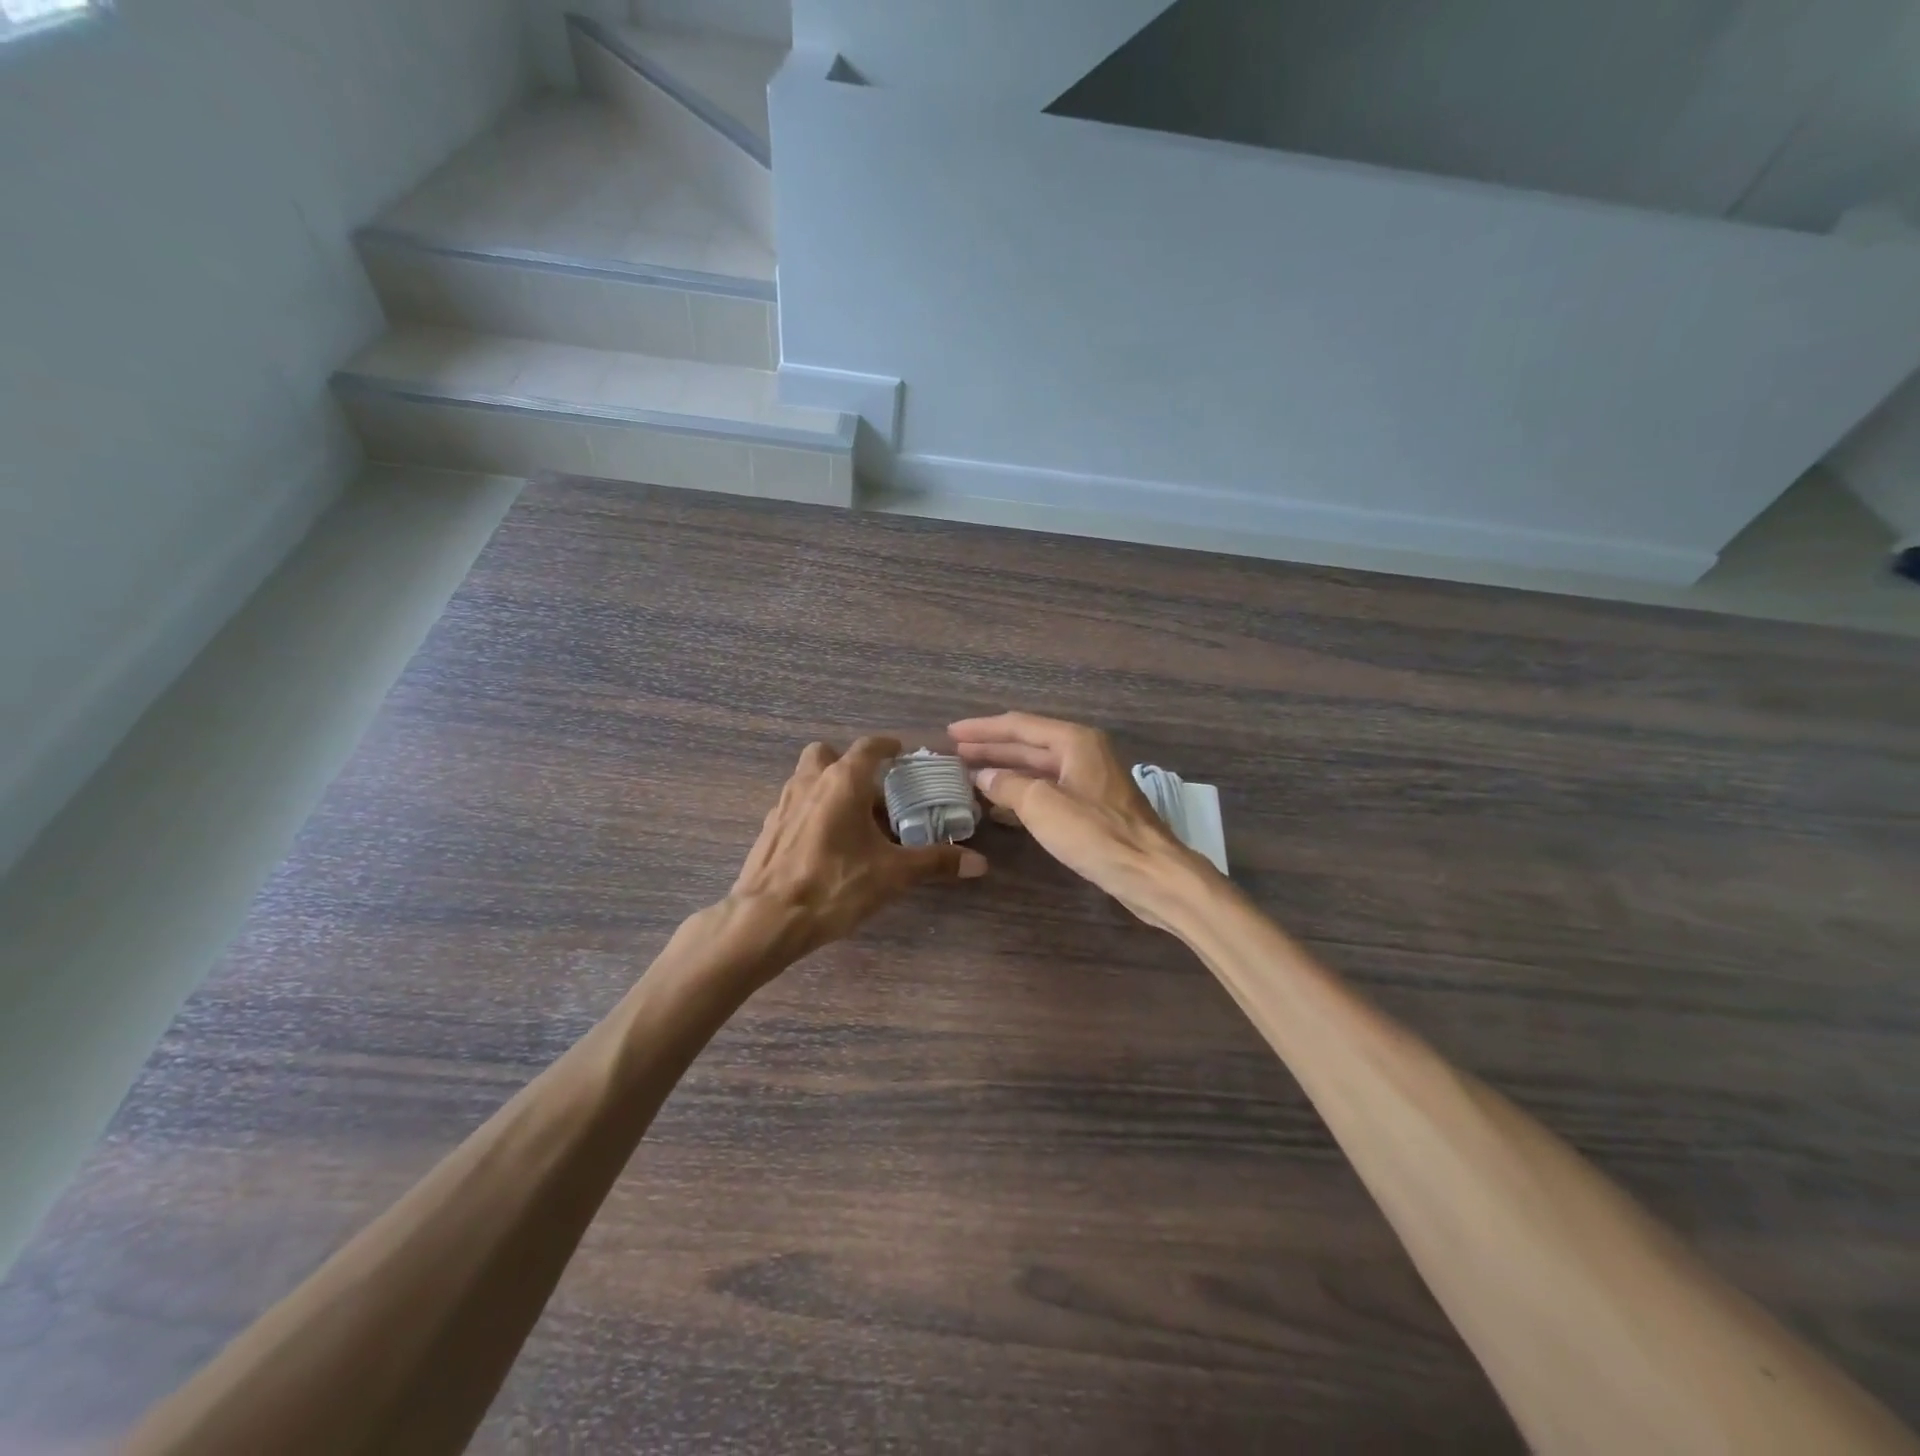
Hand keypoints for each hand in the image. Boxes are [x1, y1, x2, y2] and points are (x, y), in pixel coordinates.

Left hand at [728, 736, 987, 964]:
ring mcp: (784, 803)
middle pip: (828, 754)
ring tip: (853, 820)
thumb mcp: (892, 875)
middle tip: (872, 792)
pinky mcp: (769, 828)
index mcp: (843, 781)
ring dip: (829, 787)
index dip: (887, 746)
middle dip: (849, 764)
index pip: (868, 747)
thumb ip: (934, 862)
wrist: (767, 918)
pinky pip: (796, 805)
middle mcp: (810, 782)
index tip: (901, 753)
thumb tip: (979, 863)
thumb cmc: (834, 885)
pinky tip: (827, 844)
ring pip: (808, 778)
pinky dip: (813, 811)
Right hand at [948, 712, 1215, 928]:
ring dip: (1004, 771)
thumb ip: (1008, 785)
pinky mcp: (1093, 807)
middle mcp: (1084, 753)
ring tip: (969, 775)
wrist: (1150, 873)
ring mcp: (1090, 781)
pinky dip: (1021, 793)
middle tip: (954, 754)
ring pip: (1037, 768)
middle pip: (1028, 744)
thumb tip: (983, 776)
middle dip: (991, 748)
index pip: (1019, 725)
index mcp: (1075, 741)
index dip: (982, 729)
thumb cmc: (1096, 833)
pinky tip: (999, 804)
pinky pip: (1048, 790)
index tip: (951, 733)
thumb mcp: (1042, 805)